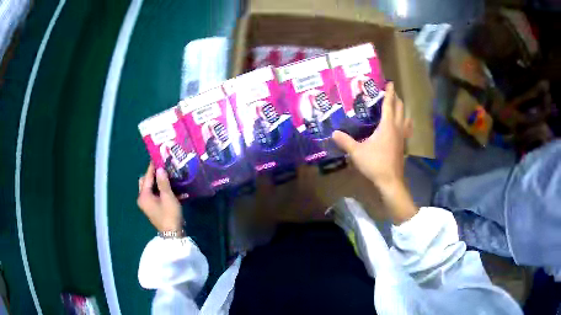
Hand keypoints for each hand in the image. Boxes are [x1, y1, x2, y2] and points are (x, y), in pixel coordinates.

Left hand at [137, 163, 183, 232]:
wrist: (173, 234)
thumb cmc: (169, 215)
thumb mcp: (168, 197)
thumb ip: (163, 182)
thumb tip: (160, 169)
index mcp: (144, 195)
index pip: (147, 177)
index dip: (153, 167)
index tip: (159, 157)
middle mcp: (143, 198)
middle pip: (146, 181)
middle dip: (154, 174)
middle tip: (164, 168)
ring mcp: (148, 204)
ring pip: (151, 188)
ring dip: (159, 182)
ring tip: (169, 175)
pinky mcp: (153, 208)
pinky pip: (155, 194)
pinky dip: (161, 190)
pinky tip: (172, 188)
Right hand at [333, 83, 411, 189]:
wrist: (390, 181)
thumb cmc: (375, 164)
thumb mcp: (357, 152)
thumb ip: (345, 141)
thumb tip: (334, 133)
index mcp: (387, 126)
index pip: (389, 105)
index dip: (389, 93)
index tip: (390, 83)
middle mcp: (397, 128)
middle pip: (400, 109)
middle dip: (396, 99)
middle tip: (392, 92)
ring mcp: (401, 137)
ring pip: (405, 118)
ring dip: (402, 109)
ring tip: (398, 106)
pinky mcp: (402, 145)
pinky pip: (406, 128)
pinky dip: (405, 122)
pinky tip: (402, 126)